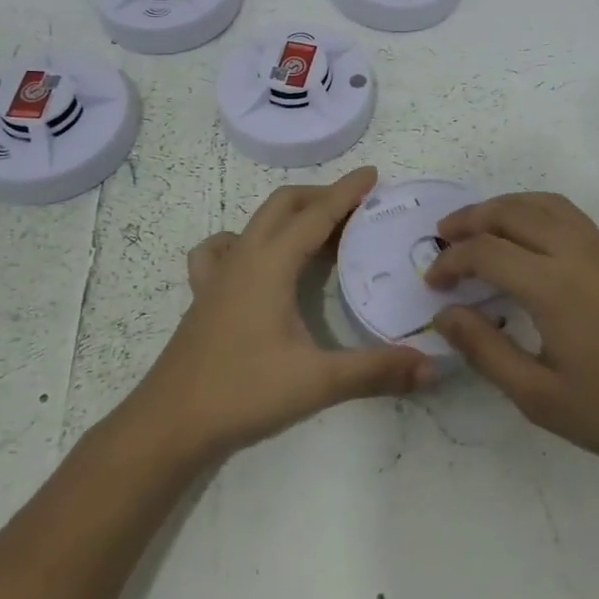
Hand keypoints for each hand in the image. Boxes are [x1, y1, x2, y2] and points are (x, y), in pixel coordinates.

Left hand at [131, 168, 434, 462]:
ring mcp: (219, 274)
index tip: (373, 173)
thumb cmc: (242, 393)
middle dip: (321, 196)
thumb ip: (374, 370)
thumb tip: (430, 365)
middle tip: (357, 206)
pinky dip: (247, 240)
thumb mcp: (316, 382)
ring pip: (256, 221)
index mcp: (270, 264)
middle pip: (284, 205)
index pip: (316, 214)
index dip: (346, 192)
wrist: (169, 424)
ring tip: (317, 231)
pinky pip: (223, 248)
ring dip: (289, 214)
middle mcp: (244, 256)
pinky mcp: (205, 294)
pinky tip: (255, 260)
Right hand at [428, 191, 598, 491]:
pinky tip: (526, 237)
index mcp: (553, 286)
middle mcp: (576, 253)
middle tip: (443, 237)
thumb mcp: (538, 396)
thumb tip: (445, 314)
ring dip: (503, 207)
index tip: (432, 283)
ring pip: (543, 203)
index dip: (451, 261)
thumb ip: (485, 349)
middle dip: (471, 219)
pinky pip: (567, 214)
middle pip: (512, 212)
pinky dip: (534, 210)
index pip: (486, 251)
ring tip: (478, 227)